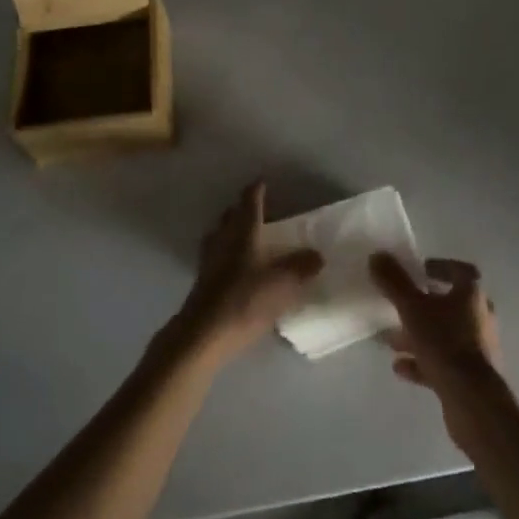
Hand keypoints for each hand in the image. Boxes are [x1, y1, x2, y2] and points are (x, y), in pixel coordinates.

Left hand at [169, 182, 323, 370]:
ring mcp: (209, 261)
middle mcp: (224, 240)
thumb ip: (301, 268)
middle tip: (255, 210)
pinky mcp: (201, 283)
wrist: (203, 335)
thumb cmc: (245, 301)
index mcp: (244, 232)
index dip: (256, 191)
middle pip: (230, 216)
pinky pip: (214, 258)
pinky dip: (224, 255)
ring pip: (219, 236)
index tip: (262, 182)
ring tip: (243, 237)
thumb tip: (317, 255)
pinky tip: (233, 268)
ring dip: (229, 231)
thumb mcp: (282, 284)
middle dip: (240, 210)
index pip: (250, 202)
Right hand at [370, 254, 503, 445]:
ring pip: (443, 335)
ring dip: (418, 335)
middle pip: (449, 305)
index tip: (420, 271)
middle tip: (400, 306)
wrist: (473, 402)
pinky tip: (399, 367)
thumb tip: (377, 255)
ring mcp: (476, 350)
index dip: (441, 268)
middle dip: (422, 305)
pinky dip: (422, 362)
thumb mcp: (412, 308)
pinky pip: (442, 362)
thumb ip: (394, 282)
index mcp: (472, 295)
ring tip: (391, 340)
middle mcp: (479, 318)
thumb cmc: (445, 343)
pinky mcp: (470, 378)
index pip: (460, 272)